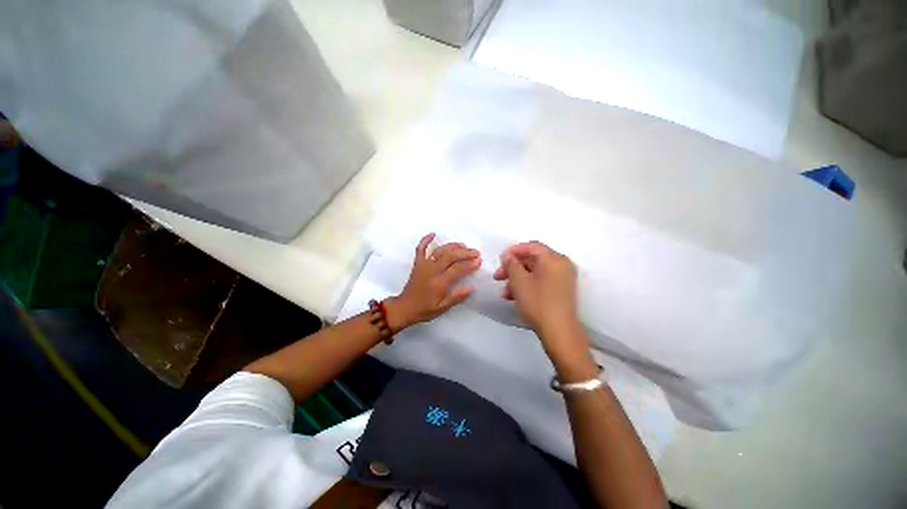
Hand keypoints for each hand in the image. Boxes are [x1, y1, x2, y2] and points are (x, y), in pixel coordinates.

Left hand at [385, 233, 480, 330]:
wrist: (404, 308)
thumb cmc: (425, 309)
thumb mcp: (442, 308)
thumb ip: (457, 297)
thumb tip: (472, 288)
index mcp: (439, 283)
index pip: (457, 269)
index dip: (469, 264)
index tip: (478, 260)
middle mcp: (432, 271)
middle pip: (450, 256)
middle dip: (465, 253)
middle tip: (475, 252)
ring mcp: (423, 265)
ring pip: (439, 251)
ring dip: (452, 246)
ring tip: (463, 245)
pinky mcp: (417, 263)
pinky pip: (420, 249)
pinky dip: (425, 240)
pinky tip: (433, 234)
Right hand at [493, 241, 590, 367]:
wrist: (559, 332)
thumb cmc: (538, 303)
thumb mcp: (519, 282)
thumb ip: (511, 264)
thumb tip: (508, 256)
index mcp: (553, 258)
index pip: (531, 246)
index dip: (513, 251)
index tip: (500, 259)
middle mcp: (561, 264)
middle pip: (532, 259)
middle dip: (513, 268)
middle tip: (498, 276)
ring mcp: (562, 278)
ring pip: (535, 272)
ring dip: (517, 279)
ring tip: (504, 292)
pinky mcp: (560, 290)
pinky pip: (541, 281)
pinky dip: (527, 285)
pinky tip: (513, 297)